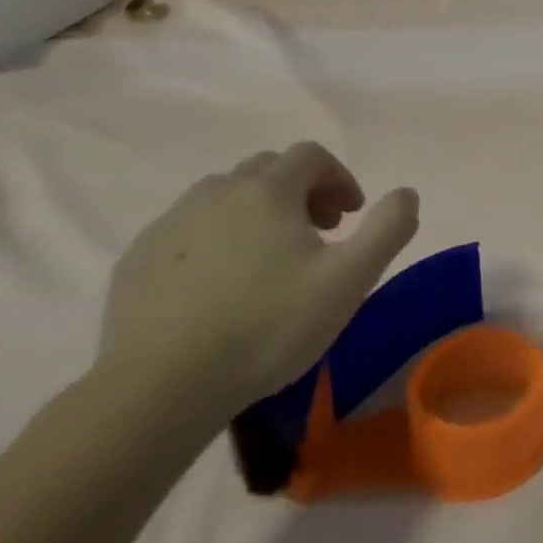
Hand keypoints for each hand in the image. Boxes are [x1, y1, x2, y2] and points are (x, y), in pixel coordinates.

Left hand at [97, 144, 418, 418]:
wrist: (160, 387)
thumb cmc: (268, 326)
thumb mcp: (350, 279)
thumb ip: (389, 228)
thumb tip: (406, 193)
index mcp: (268, 190)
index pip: (311, 155)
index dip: (339, 178)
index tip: (351, 216)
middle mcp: (217, 192)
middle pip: (267, 169)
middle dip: (301, 191)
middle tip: (318, 234)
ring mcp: (170, 224)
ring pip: (224, 197)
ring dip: (256, 212)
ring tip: (269, 259)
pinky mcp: (136, 260)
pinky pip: (188, 230)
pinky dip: (215, 239)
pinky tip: (221, 285)